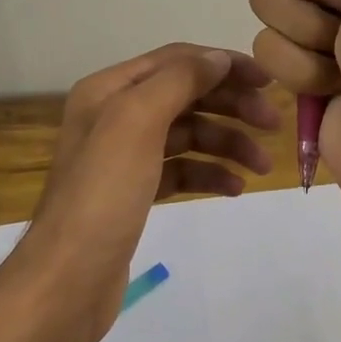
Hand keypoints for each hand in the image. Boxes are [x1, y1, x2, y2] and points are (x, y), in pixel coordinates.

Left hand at [7, 44, 278, 341]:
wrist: (67, 282)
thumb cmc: (103, 194)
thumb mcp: (137, 122)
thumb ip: (179, 81)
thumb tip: (218, 58)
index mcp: (109, 90)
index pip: (177, 60)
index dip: (224, 65)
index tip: (268, 82)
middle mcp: (114, 115)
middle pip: (186, 95)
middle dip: (231, 105)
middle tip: (273, 125)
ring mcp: (124, 156)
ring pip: (188, 134)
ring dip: (227, 143)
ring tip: (261, 167)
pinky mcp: (135, 193)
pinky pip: (181, 170)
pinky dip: (209, 173)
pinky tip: (234, 188)